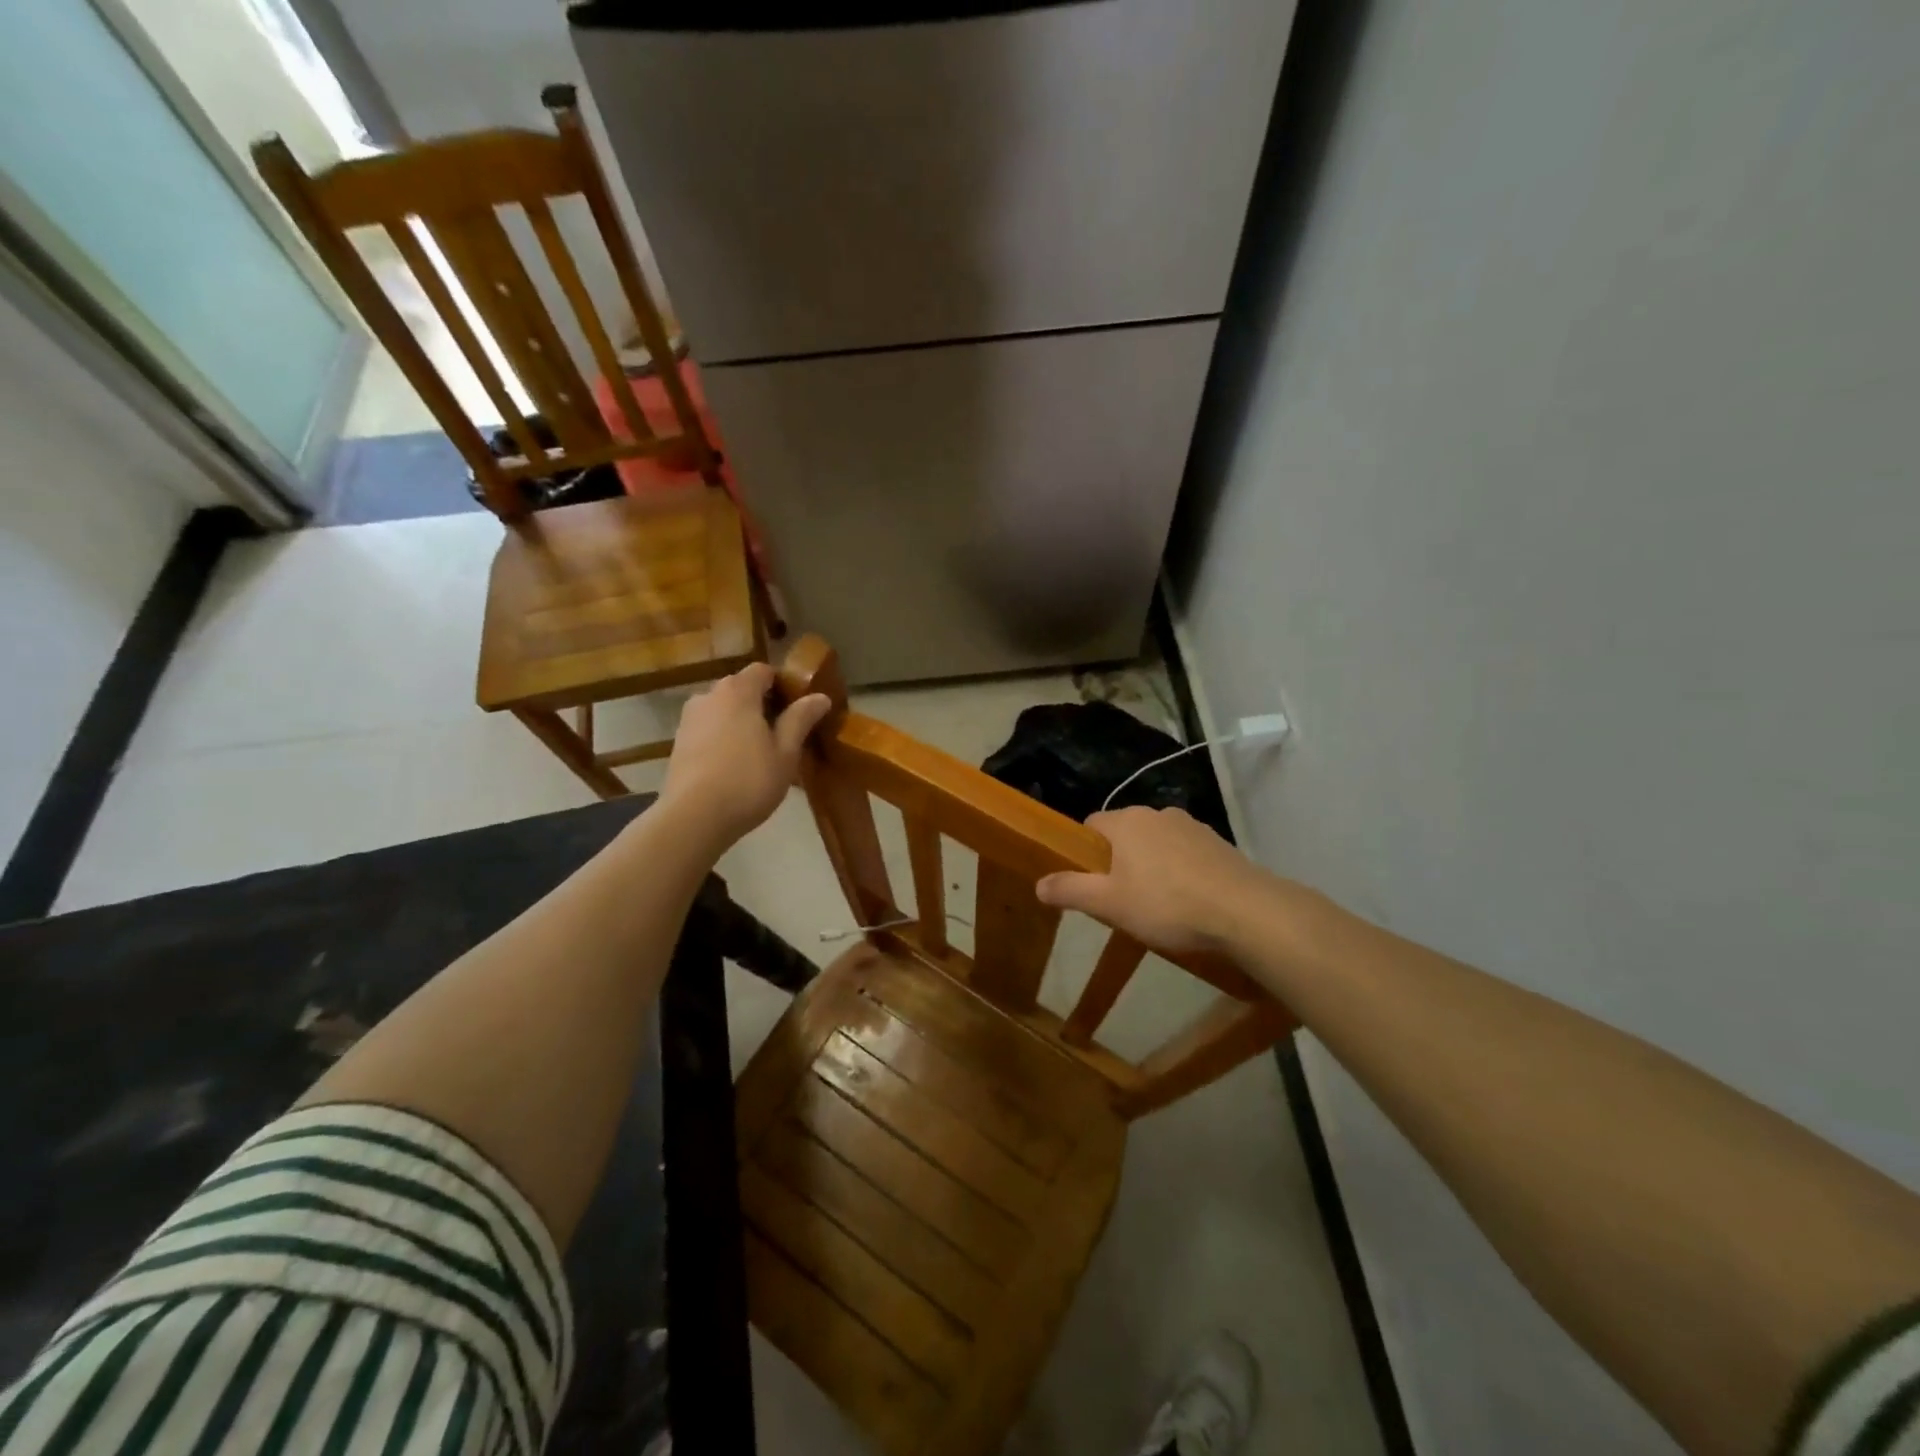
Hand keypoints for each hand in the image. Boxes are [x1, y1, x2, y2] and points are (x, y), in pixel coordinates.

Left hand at [659, 663, 831, 847]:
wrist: (693, 818)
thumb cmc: (748, 781)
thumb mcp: (785, 752)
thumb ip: (800, 719)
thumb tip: (820, 696)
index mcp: (738, 691)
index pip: (763, 671)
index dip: (782, 684)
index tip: (798, 708)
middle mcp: (709, 696)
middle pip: (740, 688)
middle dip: (762, 703)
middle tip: (783, 733)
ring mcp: (689, 719)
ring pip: (722, 710)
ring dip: (740, 722)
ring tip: (758, 752)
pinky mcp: (678, 743)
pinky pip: (708, 729)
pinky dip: (722, 738)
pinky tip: (734, 765)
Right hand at [1036, 806, 1273, 956]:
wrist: (1245, 911)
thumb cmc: (1167, 904)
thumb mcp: (1110, 904)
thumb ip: (1071, 890)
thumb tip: (1038, 883)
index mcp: (1127, 821)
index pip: (1091, 825)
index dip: (1084, 853)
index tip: (1090, 883)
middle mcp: (1157, 813)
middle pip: (1124, 834)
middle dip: (1118, 862)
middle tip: (1121, 900)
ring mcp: (1192, 826)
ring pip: (1157, 843)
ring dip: (1151, 866)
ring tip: (1158, 905)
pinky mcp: (1218, 844)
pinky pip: (1186, 854)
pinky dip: (1180, 872)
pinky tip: (1189, 902)